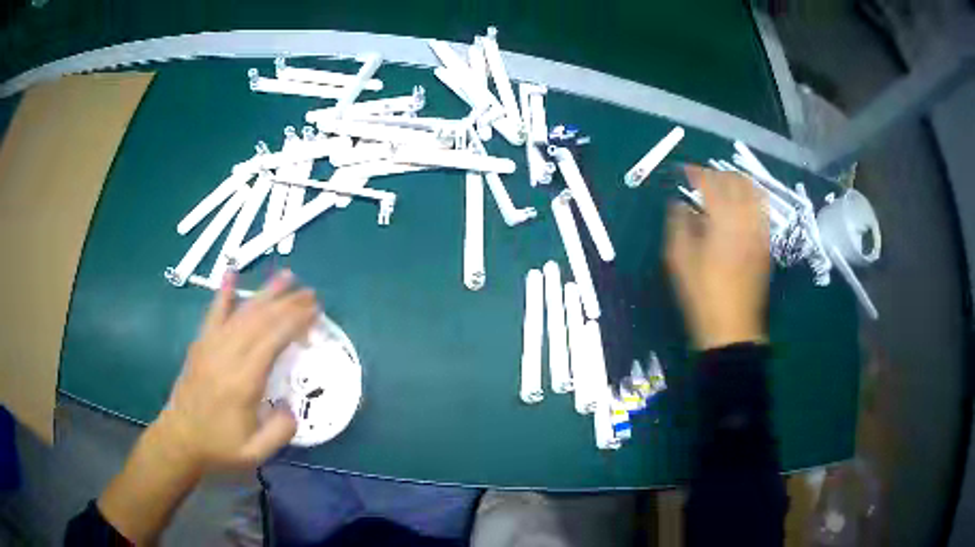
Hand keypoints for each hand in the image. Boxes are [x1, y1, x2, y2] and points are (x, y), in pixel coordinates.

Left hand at [155, 269, 317, 469]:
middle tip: (311, 294)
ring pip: (241, 312)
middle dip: (287, 303)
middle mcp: (226, 356)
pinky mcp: (200, 344)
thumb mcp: (255, 453)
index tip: (315, 311)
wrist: (181, 440)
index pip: (272, 340)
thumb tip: (292, 407)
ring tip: (287, 277)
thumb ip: (279, 432)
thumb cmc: (219, 447)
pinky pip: (213, 313)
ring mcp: (210, 346)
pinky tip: (231, 272)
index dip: (295, 321)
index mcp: (242, 382)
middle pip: (260, 320)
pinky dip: (223, 292)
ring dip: (265, 293)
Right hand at [666, 166, 769, 349]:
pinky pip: (761, 211)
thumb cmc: (702, 295)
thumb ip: (679, 224)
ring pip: (753, 193)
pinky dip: (750, 200)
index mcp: (722, 220)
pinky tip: (739, 208)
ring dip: (737, 184)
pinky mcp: (766, 244)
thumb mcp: (679, 260)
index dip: (696, 172)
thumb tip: (680, 204)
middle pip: (736, 181)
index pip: (710, 182)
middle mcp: (746, 219)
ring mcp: (759, 231)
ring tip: (723, 189)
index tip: (683, 170)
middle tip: (702, 180)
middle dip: (718, 174)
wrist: (732, 328)